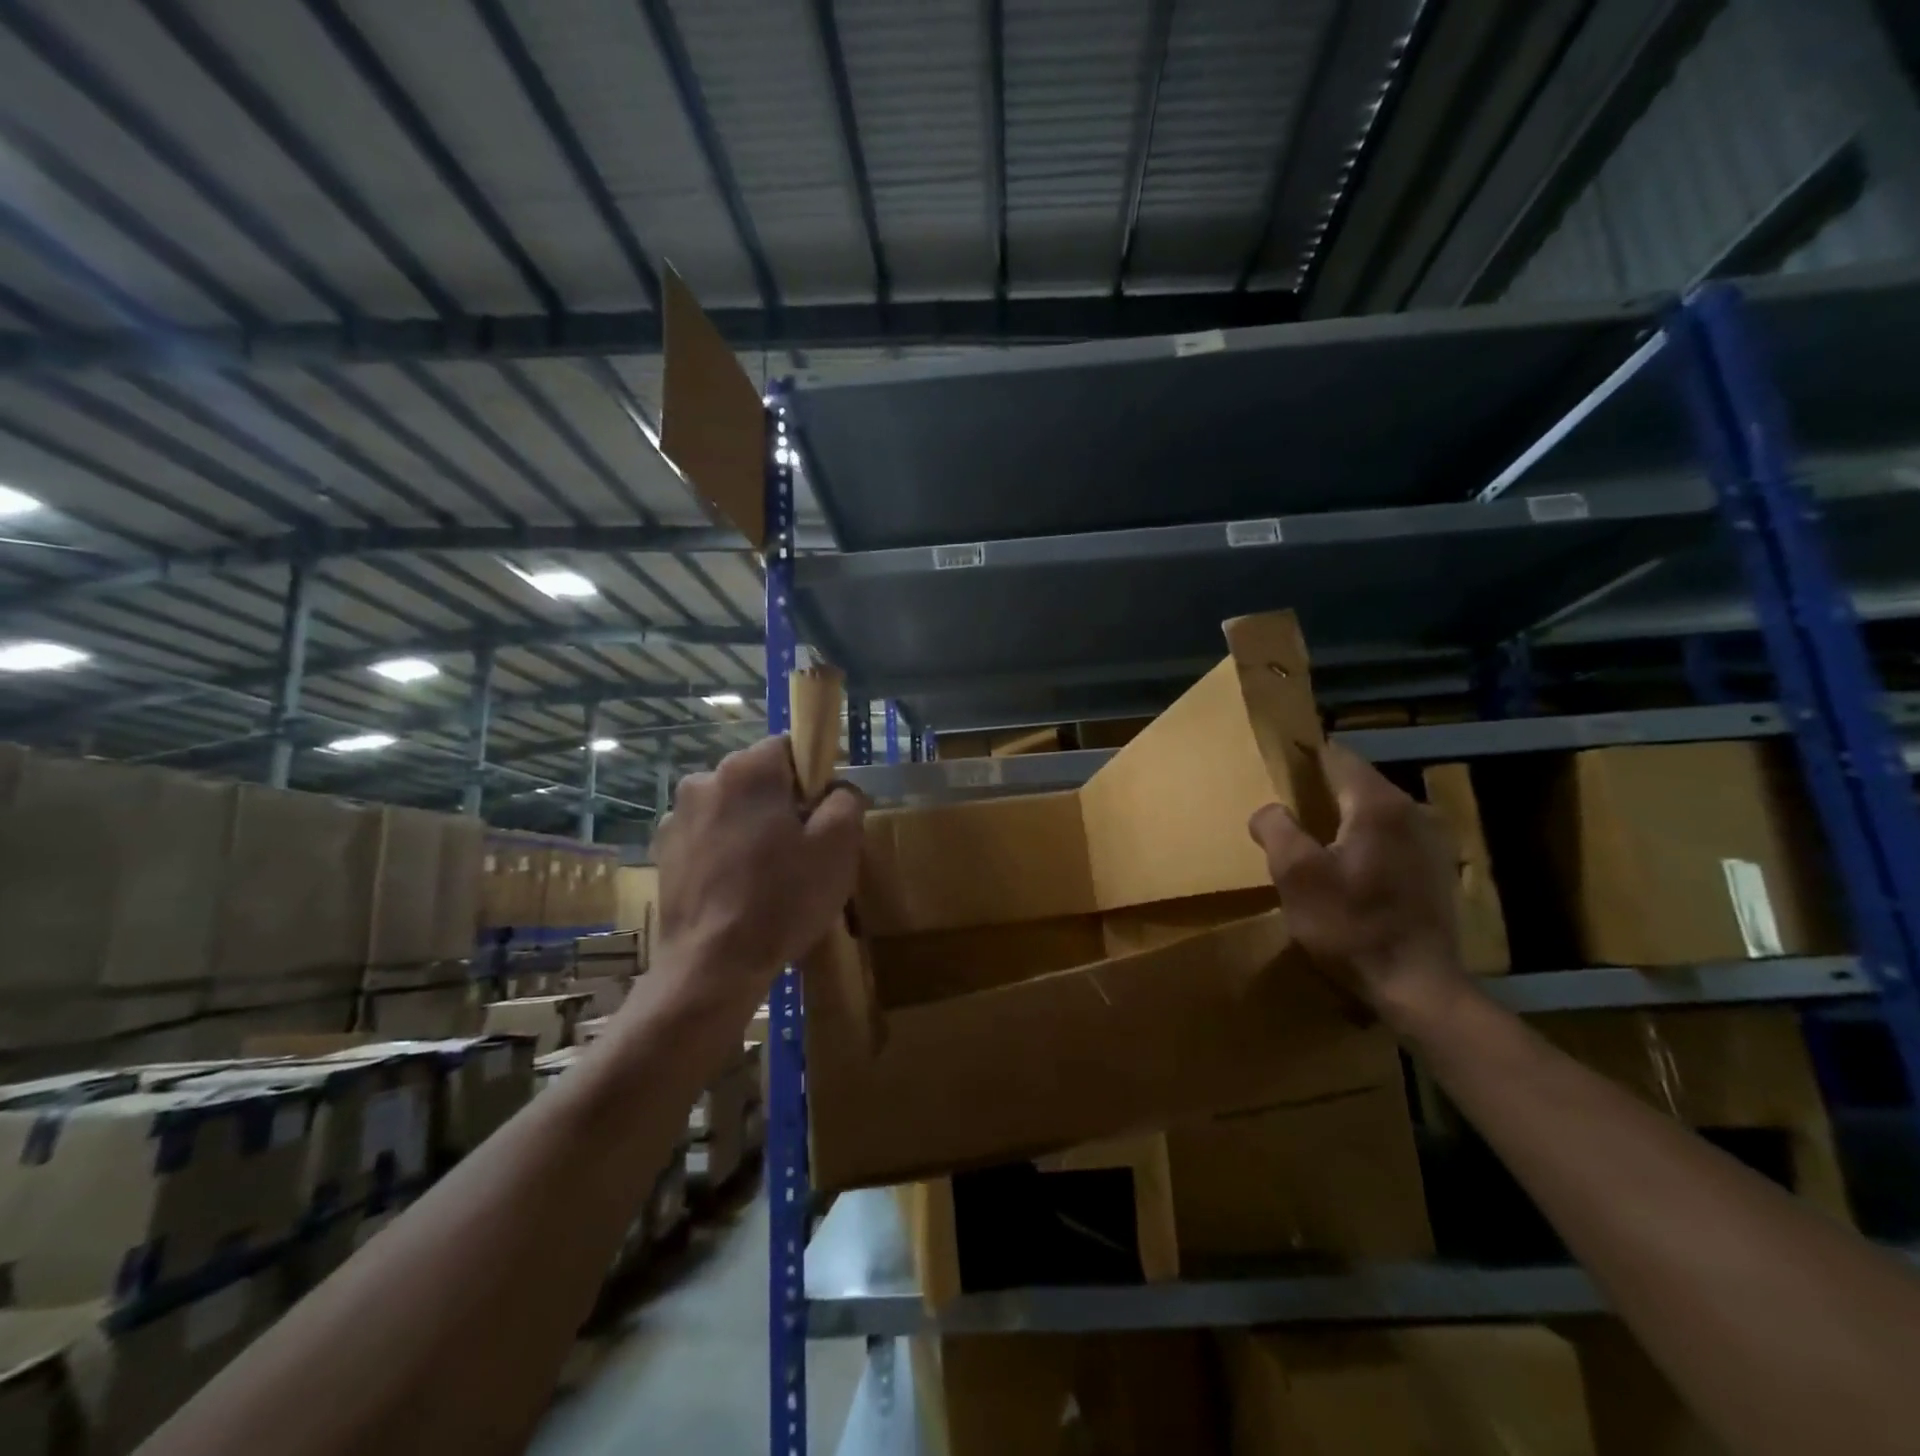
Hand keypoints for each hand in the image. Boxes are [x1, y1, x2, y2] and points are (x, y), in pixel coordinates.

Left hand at [654, 737, 865, 1011]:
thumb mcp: (838, 847)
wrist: (712, 967)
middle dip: (782, 803)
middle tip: (802, 850)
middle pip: (758, 778)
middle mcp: (705, 780)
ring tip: (767, 875)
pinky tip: (737, 889)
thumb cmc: (781, 900)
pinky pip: (707, 836)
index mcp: (748, 769)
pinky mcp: (663, 851)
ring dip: (751, 827)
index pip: (789, 747)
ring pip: (732, 808)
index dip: (813, 777)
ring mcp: (677, 817)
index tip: (823, 815)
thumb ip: (846, 800)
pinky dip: (725, 851)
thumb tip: (837, 790)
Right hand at [1248, 741, 1467, 1030]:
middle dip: (1322, 789)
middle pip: (1357, 783)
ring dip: (1344, 817)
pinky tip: (1349, 868)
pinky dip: (1366, 840)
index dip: (1304, 756)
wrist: (1417, 986)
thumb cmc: (1350, 924)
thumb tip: (1269, 810)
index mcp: (1378, 804)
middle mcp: (1412, 811)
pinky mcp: (1436, 870)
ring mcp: (1431, 841)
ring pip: (1375, 811)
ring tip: (1313, 837)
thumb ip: (1275, 827)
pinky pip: (1391, 837)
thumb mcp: (1294, 874)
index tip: (1277, 763)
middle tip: (1287, 806)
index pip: (1337, 756)